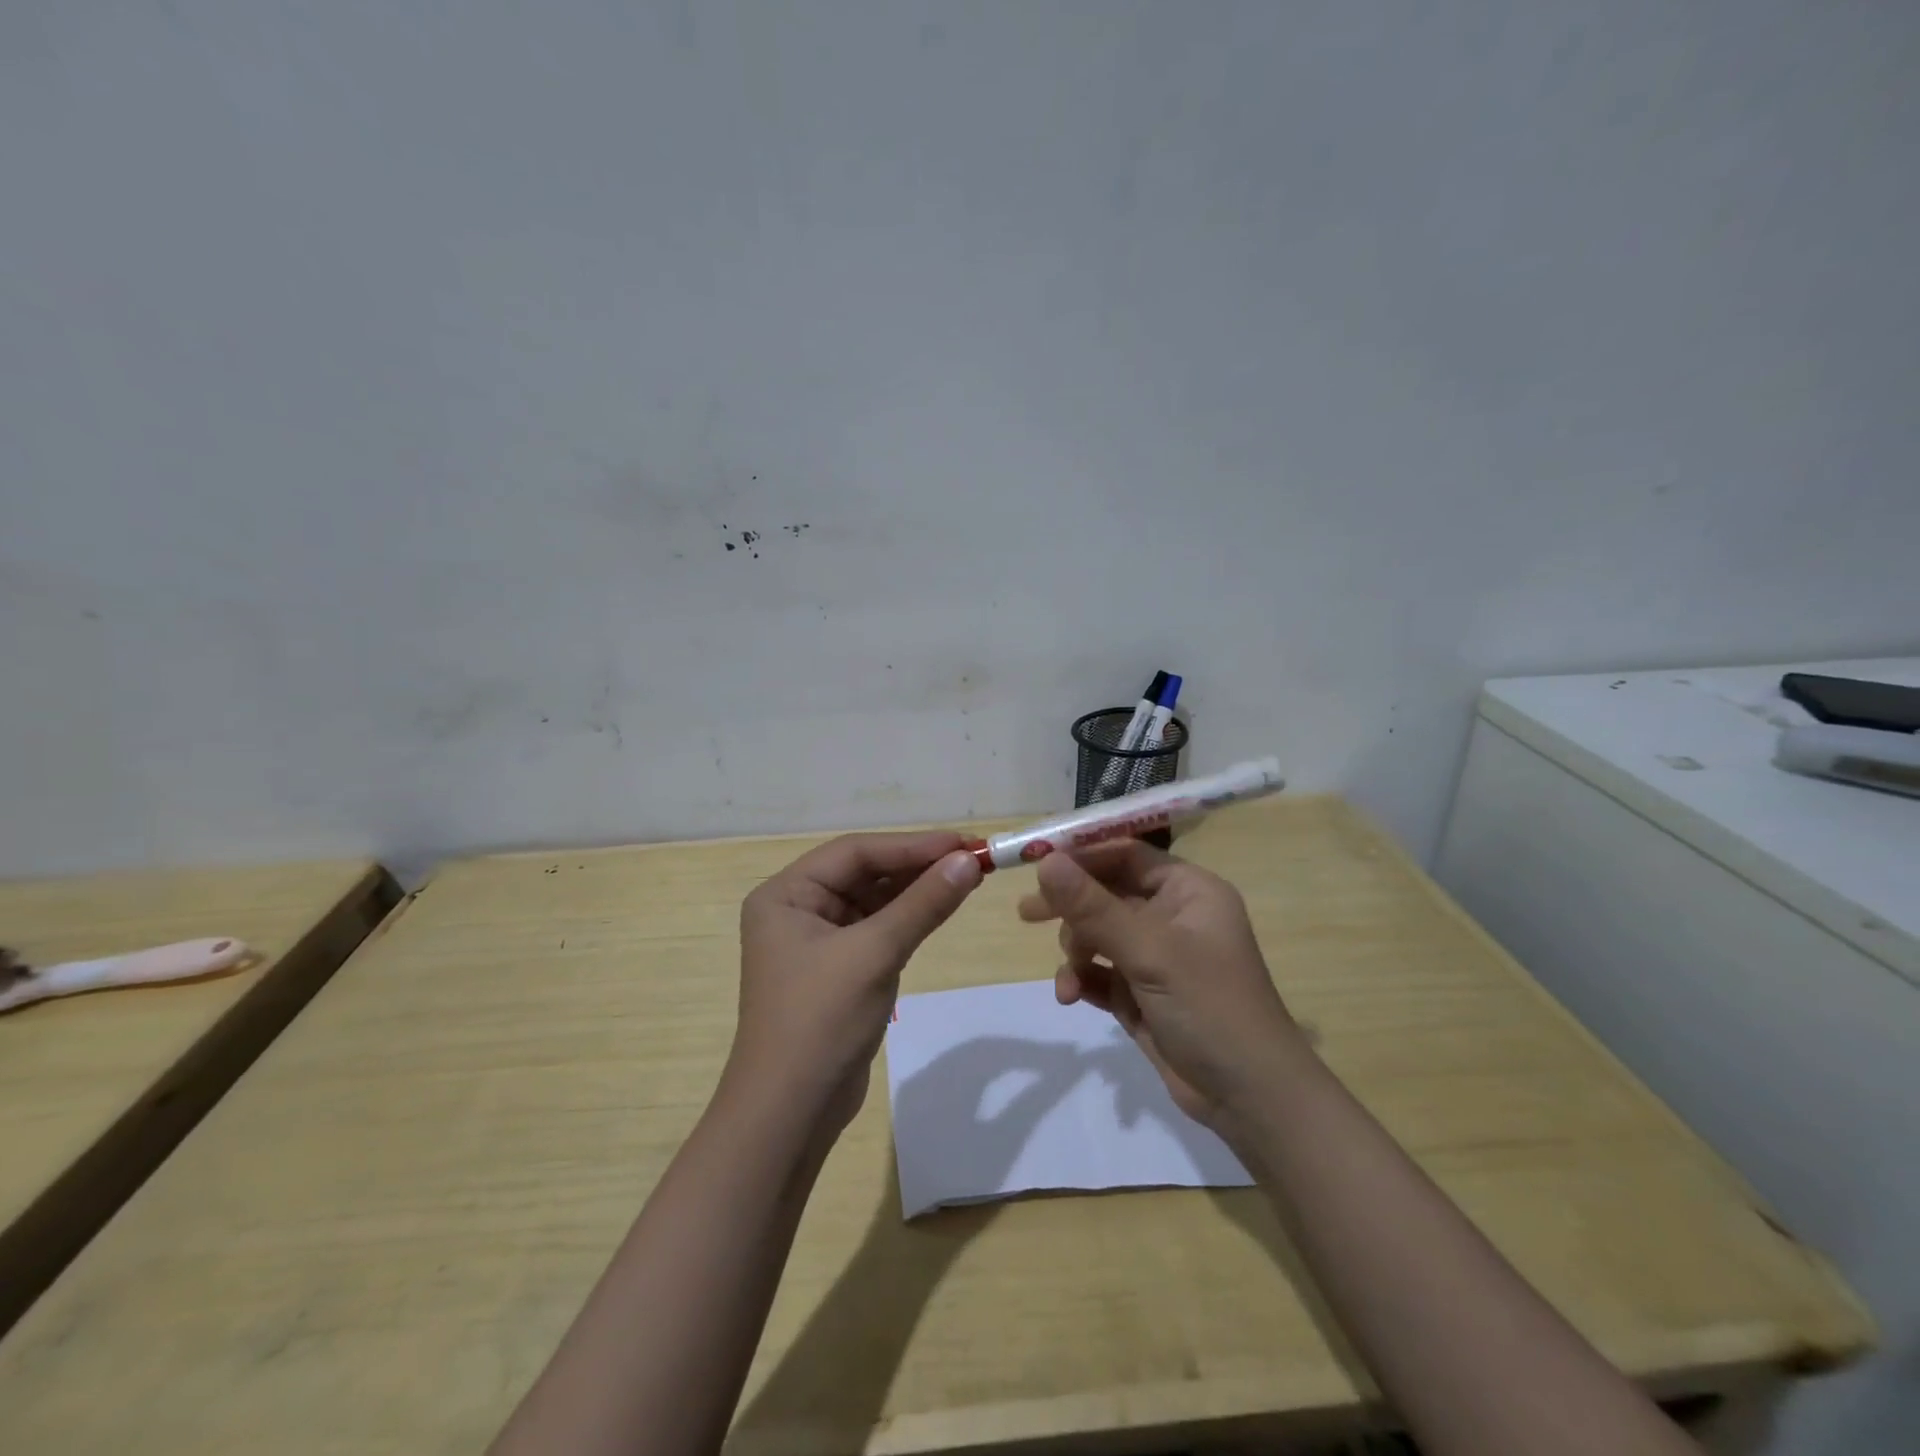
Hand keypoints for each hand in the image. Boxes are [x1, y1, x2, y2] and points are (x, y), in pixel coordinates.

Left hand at [730, 831, 982, 1133]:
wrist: (790, 1114)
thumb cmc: (820, 1021)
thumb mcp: (875, 954)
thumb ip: (923, 904)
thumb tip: (969, 861)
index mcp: (786, 894)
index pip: (855, 852)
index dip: (911, 845)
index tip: (963, 843)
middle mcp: (797, 908)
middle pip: (865, 873)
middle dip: (917, 866)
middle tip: (973, 858)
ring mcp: (816, 940)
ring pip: (874, 900)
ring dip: (916, 891)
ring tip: (967, 877)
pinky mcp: (837, 968)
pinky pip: (877, 929)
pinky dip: (908, 919)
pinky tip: (941, 907)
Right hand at [1018, 840, 1304, 1126]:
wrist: (1249, 1099)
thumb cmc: (1210, 1007)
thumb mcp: (1149, 951)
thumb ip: (1093, 906)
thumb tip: (1045, 860)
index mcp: (1188, 891)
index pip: (1126, 855)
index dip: (1082, 856)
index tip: (1036, 863)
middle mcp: (1172, 916)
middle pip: (1106, 893)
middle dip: (1070, 907)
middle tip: (1028, 914)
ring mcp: (1156, 957)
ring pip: (1098, 934)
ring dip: (1077, 951)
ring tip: (1070, 976)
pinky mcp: (1142, 993)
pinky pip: (1100, 972)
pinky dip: (1082, 979)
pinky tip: (1070, 996)